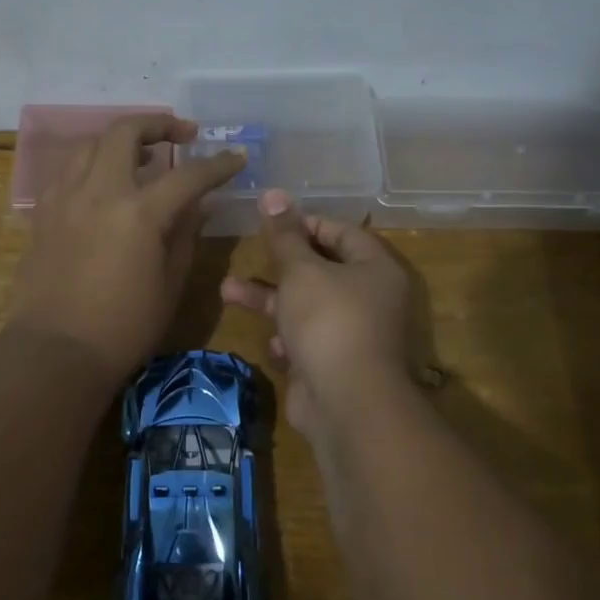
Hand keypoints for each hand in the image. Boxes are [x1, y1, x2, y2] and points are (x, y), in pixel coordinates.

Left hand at [8, 115, 243, 377]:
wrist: (55, 351)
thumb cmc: (123, 327)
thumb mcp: (170, 285)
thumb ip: (185, 236)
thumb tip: (199, 205)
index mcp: (138, 212)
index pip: (188, 175)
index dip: (217, 164)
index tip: (236, 157)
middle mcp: (99, 192)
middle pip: (126, 132)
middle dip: (159, 124)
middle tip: (182, 134)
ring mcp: (65, 198)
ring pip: (90, 144)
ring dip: (120, 140)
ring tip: (141, 156)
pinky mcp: (43, 213)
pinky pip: (68, 171)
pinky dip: (91, 165)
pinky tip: (103, 184)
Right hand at [220, 188, 412, 441]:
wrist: (346, 405)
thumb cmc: (328, 321)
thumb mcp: (301, 271)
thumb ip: (284, 235)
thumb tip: (273, 193)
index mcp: (374, 268)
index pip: (341, 232)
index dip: (305, 223)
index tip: (270, 222)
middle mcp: (369, 298)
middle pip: (320, 270)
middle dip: (277, 264)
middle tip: (245, 252)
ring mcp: (352, 335)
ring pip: (305, 307)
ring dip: (268, 300)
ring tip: (225, 291)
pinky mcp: (334, 366)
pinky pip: (307, 342)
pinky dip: (286, 340)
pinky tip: (271, 345)